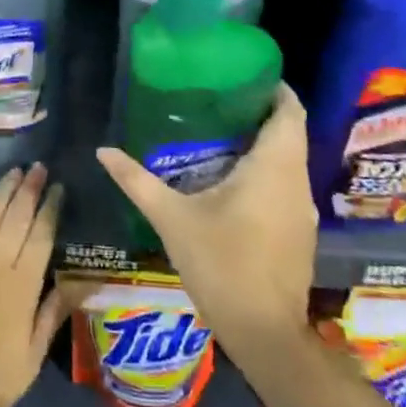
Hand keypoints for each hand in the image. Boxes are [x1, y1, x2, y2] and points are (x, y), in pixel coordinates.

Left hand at [0, 164, 68, 406]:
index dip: (50, 210)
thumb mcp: (33, 355)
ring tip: (13, 172)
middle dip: (29, 191)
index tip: (58, 188)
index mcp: (21, 286)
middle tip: (38, 168)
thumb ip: (54, 313)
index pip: (40, 238)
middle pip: (15, 220)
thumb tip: (84, 282)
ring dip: (0, 193)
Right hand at [96, 85, 316, 350]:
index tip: (245, 73)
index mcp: (273, 168)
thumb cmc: (221, 264)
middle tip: (220, 99)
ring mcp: (303, 210)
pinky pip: (286, 186)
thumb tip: (103, 150)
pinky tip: (233, 180)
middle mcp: (296, 182)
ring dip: (264, 144)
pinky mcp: (300, 233)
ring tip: (221, 133)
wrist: (264, 332)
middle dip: (261, 113)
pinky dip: (266, 172)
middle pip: (290, 133)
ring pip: (289, 162)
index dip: (275, 89)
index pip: (290, 112)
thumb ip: (137, 180)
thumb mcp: (171, 218)